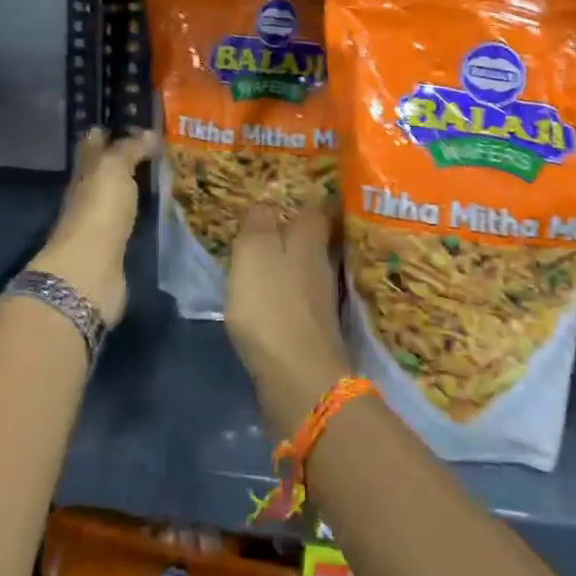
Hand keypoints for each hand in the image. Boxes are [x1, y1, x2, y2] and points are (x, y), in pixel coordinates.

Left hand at [24, 128, 155, 324]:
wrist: (90, 271)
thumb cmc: (99, 210)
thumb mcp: (113, 169)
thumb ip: (129, 149)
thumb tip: (148, 132)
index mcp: (86, 170)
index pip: (94, 142)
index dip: (110, 129)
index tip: (135, 120)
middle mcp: (90, 192)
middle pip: (106, 169)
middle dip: (126, 156)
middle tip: (159, 145)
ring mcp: (101, 221)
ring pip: (119, 193)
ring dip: (135, 184)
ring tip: (166, 172)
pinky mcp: (114, 245)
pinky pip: (129, 219)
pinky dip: (141, 210)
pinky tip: (160, 206)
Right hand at [225, 201, 351, 436]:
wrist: (299, 378)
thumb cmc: (271, 305)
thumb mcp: (254, 252)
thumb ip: (258, 223)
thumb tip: (265, 204)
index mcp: (308, 239)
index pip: (312, 209)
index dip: (299, 202)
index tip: (282, 197)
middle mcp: (321, 265)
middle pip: (310, 240)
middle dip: (293, 234)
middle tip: (266, 228)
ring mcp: (321, 301)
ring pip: (305, 270)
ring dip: (288, 266)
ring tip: (262, 263)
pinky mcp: (314, 331)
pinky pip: (298, 300)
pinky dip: (285, 296)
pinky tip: (268, 300)